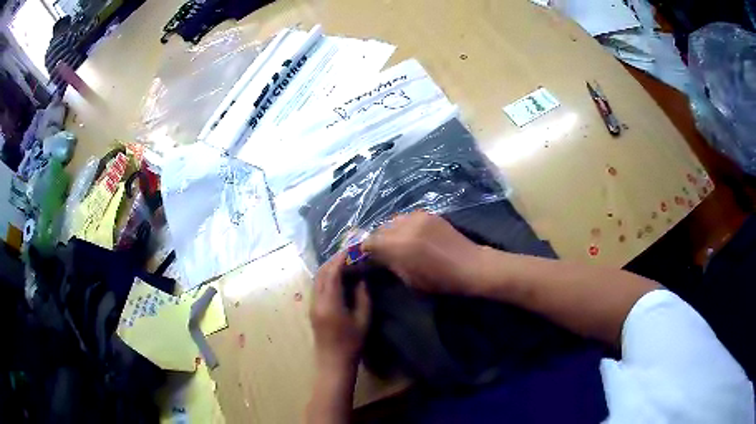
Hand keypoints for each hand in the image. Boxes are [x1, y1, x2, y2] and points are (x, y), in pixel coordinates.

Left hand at [310, 251, 370, 372]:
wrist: (333, 363)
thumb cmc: (351, 344)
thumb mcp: (363, 320)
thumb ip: (362, 297)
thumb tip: (361, 279)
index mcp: (329, 304)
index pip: (331, 274)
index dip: (340, 259)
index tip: (351, 250)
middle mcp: (317, 302)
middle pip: (321, 274)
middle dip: (333, 261)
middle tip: (349, 255)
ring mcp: (312, 306)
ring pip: (317, 279)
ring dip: (329, 269)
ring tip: (345, 264)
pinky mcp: (312, 310)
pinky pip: (317, 287)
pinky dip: (326, 278)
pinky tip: (338, 279)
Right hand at [363, 211, 482, 293]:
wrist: (469, 265)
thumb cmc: (439, 280)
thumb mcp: (409, 279)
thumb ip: (389, 264)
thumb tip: (376, 258)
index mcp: (398, 245)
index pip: (369, 241)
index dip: (366, 250)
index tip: (368, 257)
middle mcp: (405, 226)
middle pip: (379, 228)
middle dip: (377, 240)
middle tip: (382, 251)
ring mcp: (418, 217)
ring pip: (393, 220)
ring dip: (390, 231)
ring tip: (397, 242)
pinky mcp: (428, 213)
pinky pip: (407, 217)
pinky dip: (404, 226)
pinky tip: (411, 235)